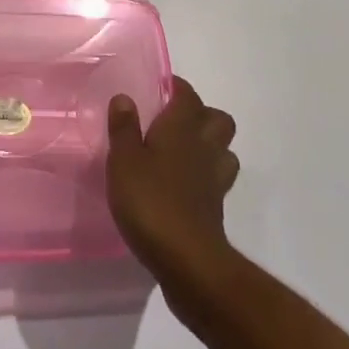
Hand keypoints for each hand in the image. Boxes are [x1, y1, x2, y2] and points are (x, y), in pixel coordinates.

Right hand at [106, 76, 238, 281]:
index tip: (159, 89)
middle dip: (201, 115)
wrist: (188, 261)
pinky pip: (218, 181)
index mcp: (181, 127)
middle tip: (173, 122)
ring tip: (182, 153)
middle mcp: (204, 146)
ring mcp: (215, 179)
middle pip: (218, 119)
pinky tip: (184, 187)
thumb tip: (124, 97)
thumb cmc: (151, 201)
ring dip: (210, 147)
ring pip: (224, 150)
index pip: (187, 94)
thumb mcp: (123, 160)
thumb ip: (124, 128)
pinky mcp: (216, 209)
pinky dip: (205, 178)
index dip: (176, 87)